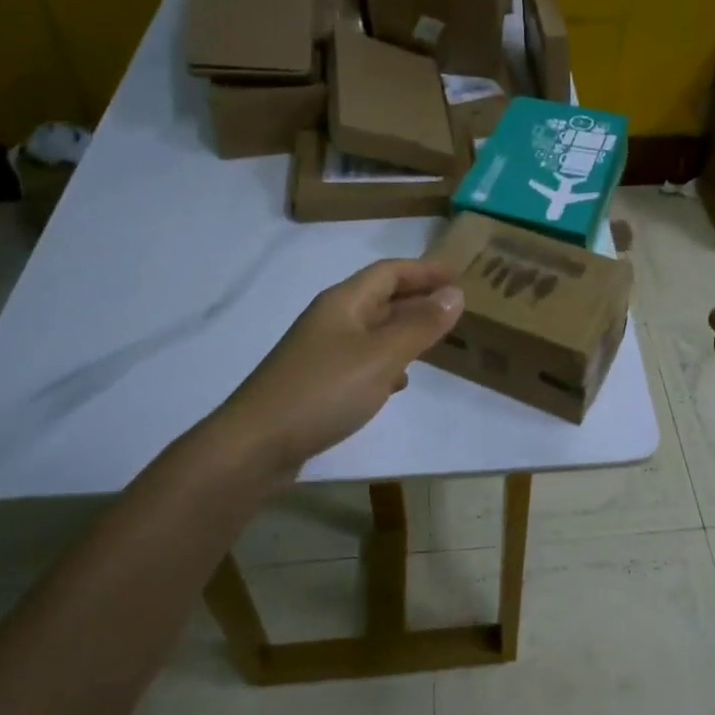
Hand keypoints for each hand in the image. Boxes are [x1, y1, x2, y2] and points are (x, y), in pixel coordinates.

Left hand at [202, 259, 463, 479]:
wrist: (256, 445)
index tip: (459, 274)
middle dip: (417, 298)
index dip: (424, 270)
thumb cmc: (323, 391)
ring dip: (405, 330)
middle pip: (380, 298)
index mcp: (344, 302)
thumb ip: (420, 326)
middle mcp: (331, 320)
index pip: (389, 271)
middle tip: (455, 306)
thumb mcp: (381, 356)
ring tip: (437, 340)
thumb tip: (455, 293)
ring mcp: (322, 352)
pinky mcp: (318, 383)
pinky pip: (362, 360)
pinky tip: (399, 382)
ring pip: (373, 330)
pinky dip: (386, 362)